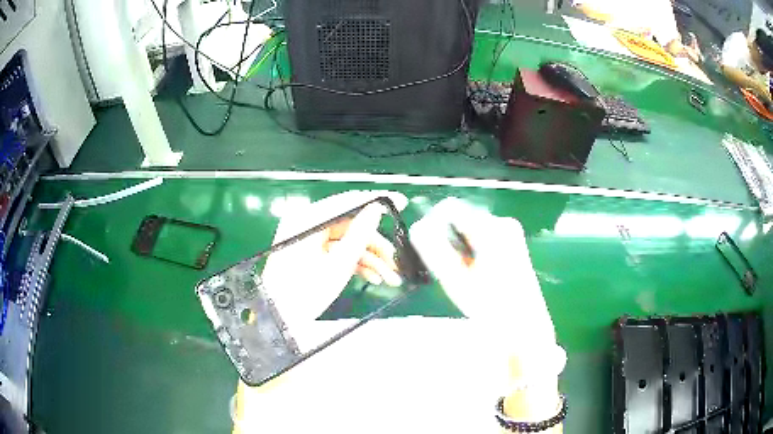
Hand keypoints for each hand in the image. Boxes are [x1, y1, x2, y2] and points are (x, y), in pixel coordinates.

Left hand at [261, 191, 407, 343]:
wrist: (279, 318)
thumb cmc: (304, 292)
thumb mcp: (338, 264)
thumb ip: (360, 234)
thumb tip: (376, 209)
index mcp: (308, 219)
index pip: (348, 202)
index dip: (377, 201)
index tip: (400, 201)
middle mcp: (307, 224)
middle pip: (351, 225)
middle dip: (375, 244)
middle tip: (396, 259)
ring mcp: (309, 239)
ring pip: (347, 241)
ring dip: (370, 258)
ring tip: (390, 278)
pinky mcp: (311, 253)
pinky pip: (338, 252)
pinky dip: (355, 263)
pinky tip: (374, 278)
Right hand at [409, 198, 561, 376]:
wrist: (525, 325)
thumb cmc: (491, 307)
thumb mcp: (457, 280)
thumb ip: (434, 251)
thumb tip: (417, 228)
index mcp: (492, 229)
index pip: (450, 209)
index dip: (432, 226)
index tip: (428, 253)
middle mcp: (503, 223)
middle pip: (460, 219)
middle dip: (447, 241)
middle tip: (447, 271)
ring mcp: (510, 232)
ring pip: (469, 229)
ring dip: (458, 247)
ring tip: (462, 275)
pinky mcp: (512, 242)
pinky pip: (480, 237)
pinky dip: (470, 251)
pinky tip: (474, 273)